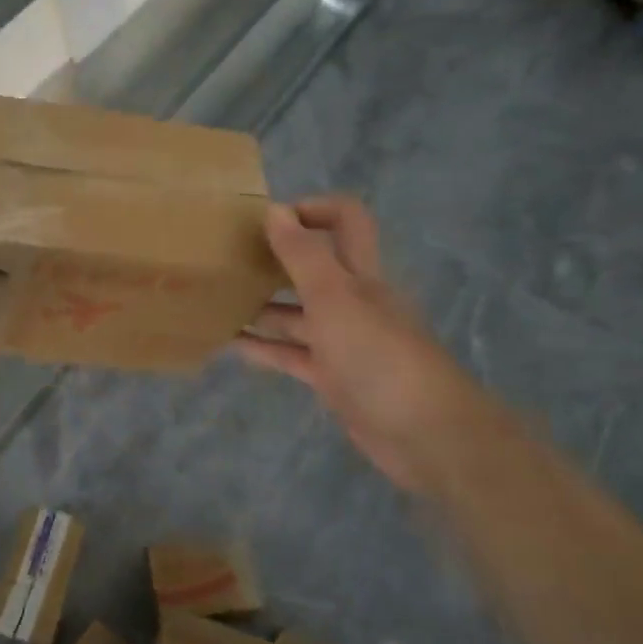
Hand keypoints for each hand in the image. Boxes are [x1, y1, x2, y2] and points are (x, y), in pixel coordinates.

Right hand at [237, 197, 491, 491]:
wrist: (425, 434)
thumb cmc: (378, 353)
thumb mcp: (334, 296)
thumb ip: (302, 254)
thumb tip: (274, 209)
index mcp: (360, 273)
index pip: (345, 221)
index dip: (313, 209)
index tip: (268, 219)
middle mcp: (352, 300)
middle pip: (313, 267)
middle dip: (275, 259)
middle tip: (229, 258)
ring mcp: (342, 340)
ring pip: (296, 313)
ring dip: (261, 305)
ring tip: (217, 300)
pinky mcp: (333, 376)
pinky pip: (291, 354)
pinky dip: (263, 347)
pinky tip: (230, 343)